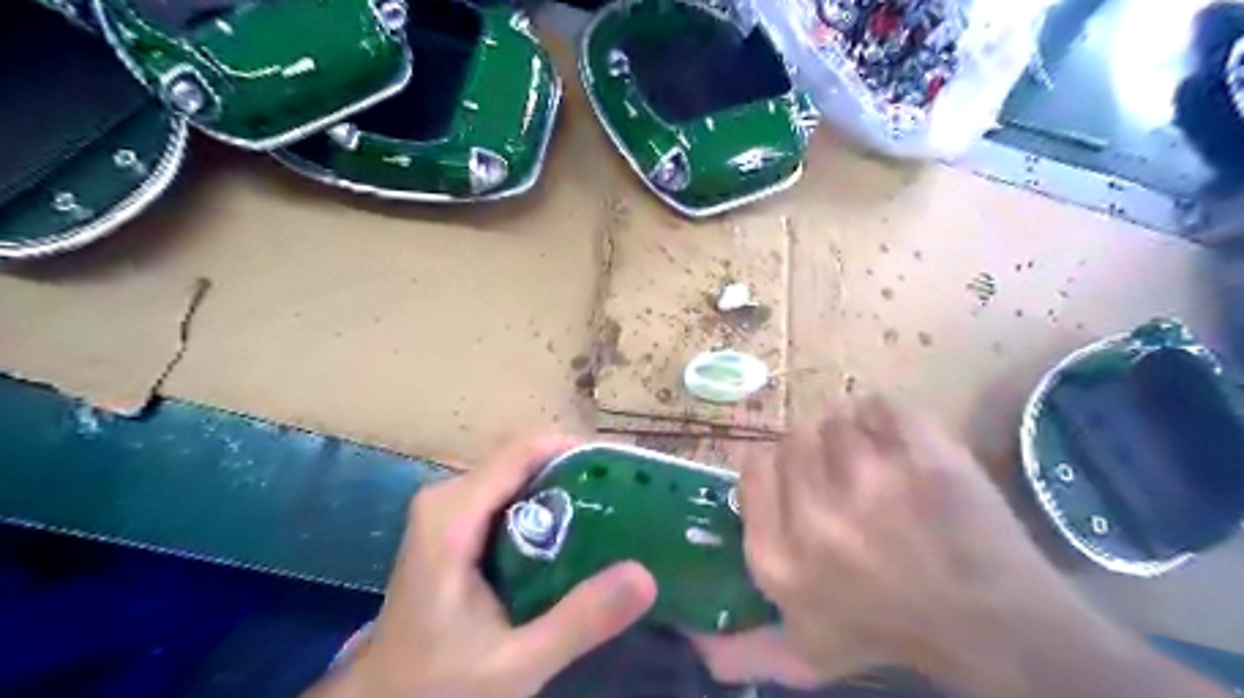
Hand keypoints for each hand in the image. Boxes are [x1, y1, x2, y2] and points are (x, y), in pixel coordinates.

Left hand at [308, 435, 659, 697]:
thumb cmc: (438, 686)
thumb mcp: (515, 663)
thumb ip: (578, 620)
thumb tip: (645, 575)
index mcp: (452, 514)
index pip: (523, 451)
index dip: (577, 450)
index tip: (624, 470)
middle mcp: (447, 497)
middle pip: (523, 458)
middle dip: (576, 472)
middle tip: (626, 498)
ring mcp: (447, 509)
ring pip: (517, 474)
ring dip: (563, 487)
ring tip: (611, 512)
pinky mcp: (452, 525)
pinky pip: (507, 494)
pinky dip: (544, 504)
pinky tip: (574, 533)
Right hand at [726, 396, 1086, 688]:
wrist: (993, 627)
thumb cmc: (888, 634)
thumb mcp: (806, 653)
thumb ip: (743, 650)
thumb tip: (692, 638)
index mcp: (779, 558)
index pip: (751, 466)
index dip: (773, 466)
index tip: (796, 479)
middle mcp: (814, 516)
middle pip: (793, 439)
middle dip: (815, 455)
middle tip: (842, 480)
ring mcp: (872, 481)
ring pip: (837, 419)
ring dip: (852, 436)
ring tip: (873, 464)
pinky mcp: (925, 457)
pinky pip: (883, 406)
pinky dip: (886, 417)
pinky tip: (897, 443)